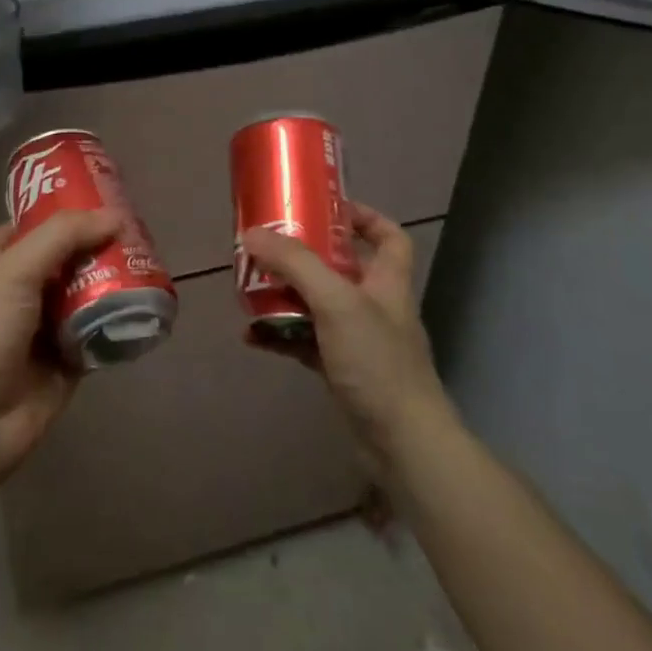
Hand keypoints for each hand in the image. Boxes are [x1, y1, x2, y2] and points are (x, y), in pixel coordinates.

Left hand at [0, 209, 123, 481]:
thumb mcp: (14, 270)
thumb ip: (62, 237)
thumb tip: (115, 217)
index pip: (23, 228)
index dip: (54, 212)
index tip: (93, 197)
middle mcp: (19, 293)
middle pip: (62, 259)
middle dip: (94, 245)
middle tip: (134, 229)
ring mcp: (44, 328)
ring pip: (83, 294)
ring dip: (111, 280)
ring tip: (149, 259)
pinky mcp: (67, 361)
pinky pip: (98, 332)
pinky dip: (118, 320)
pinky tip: (147, 302)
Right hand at [240, 202, 451, 459]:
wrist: (402, 443)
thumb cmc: (377, 362)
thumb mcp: (336, 301)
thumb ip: (295, 264)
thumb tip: (253, 233)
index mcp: (387, 282)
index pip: (388, 236)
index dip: (364, 216)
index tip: (325, 208)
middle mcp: (375, 306)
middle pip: (340, 269)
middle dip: (302, 258)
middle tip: (267, 249)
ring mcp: (358, 341)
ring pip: (316, 306)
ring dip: (284, 297)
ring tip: (249, 289)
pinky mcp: (341, 370)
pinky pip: (304, 342)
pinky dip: (279, 336)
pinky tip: (251, 337)